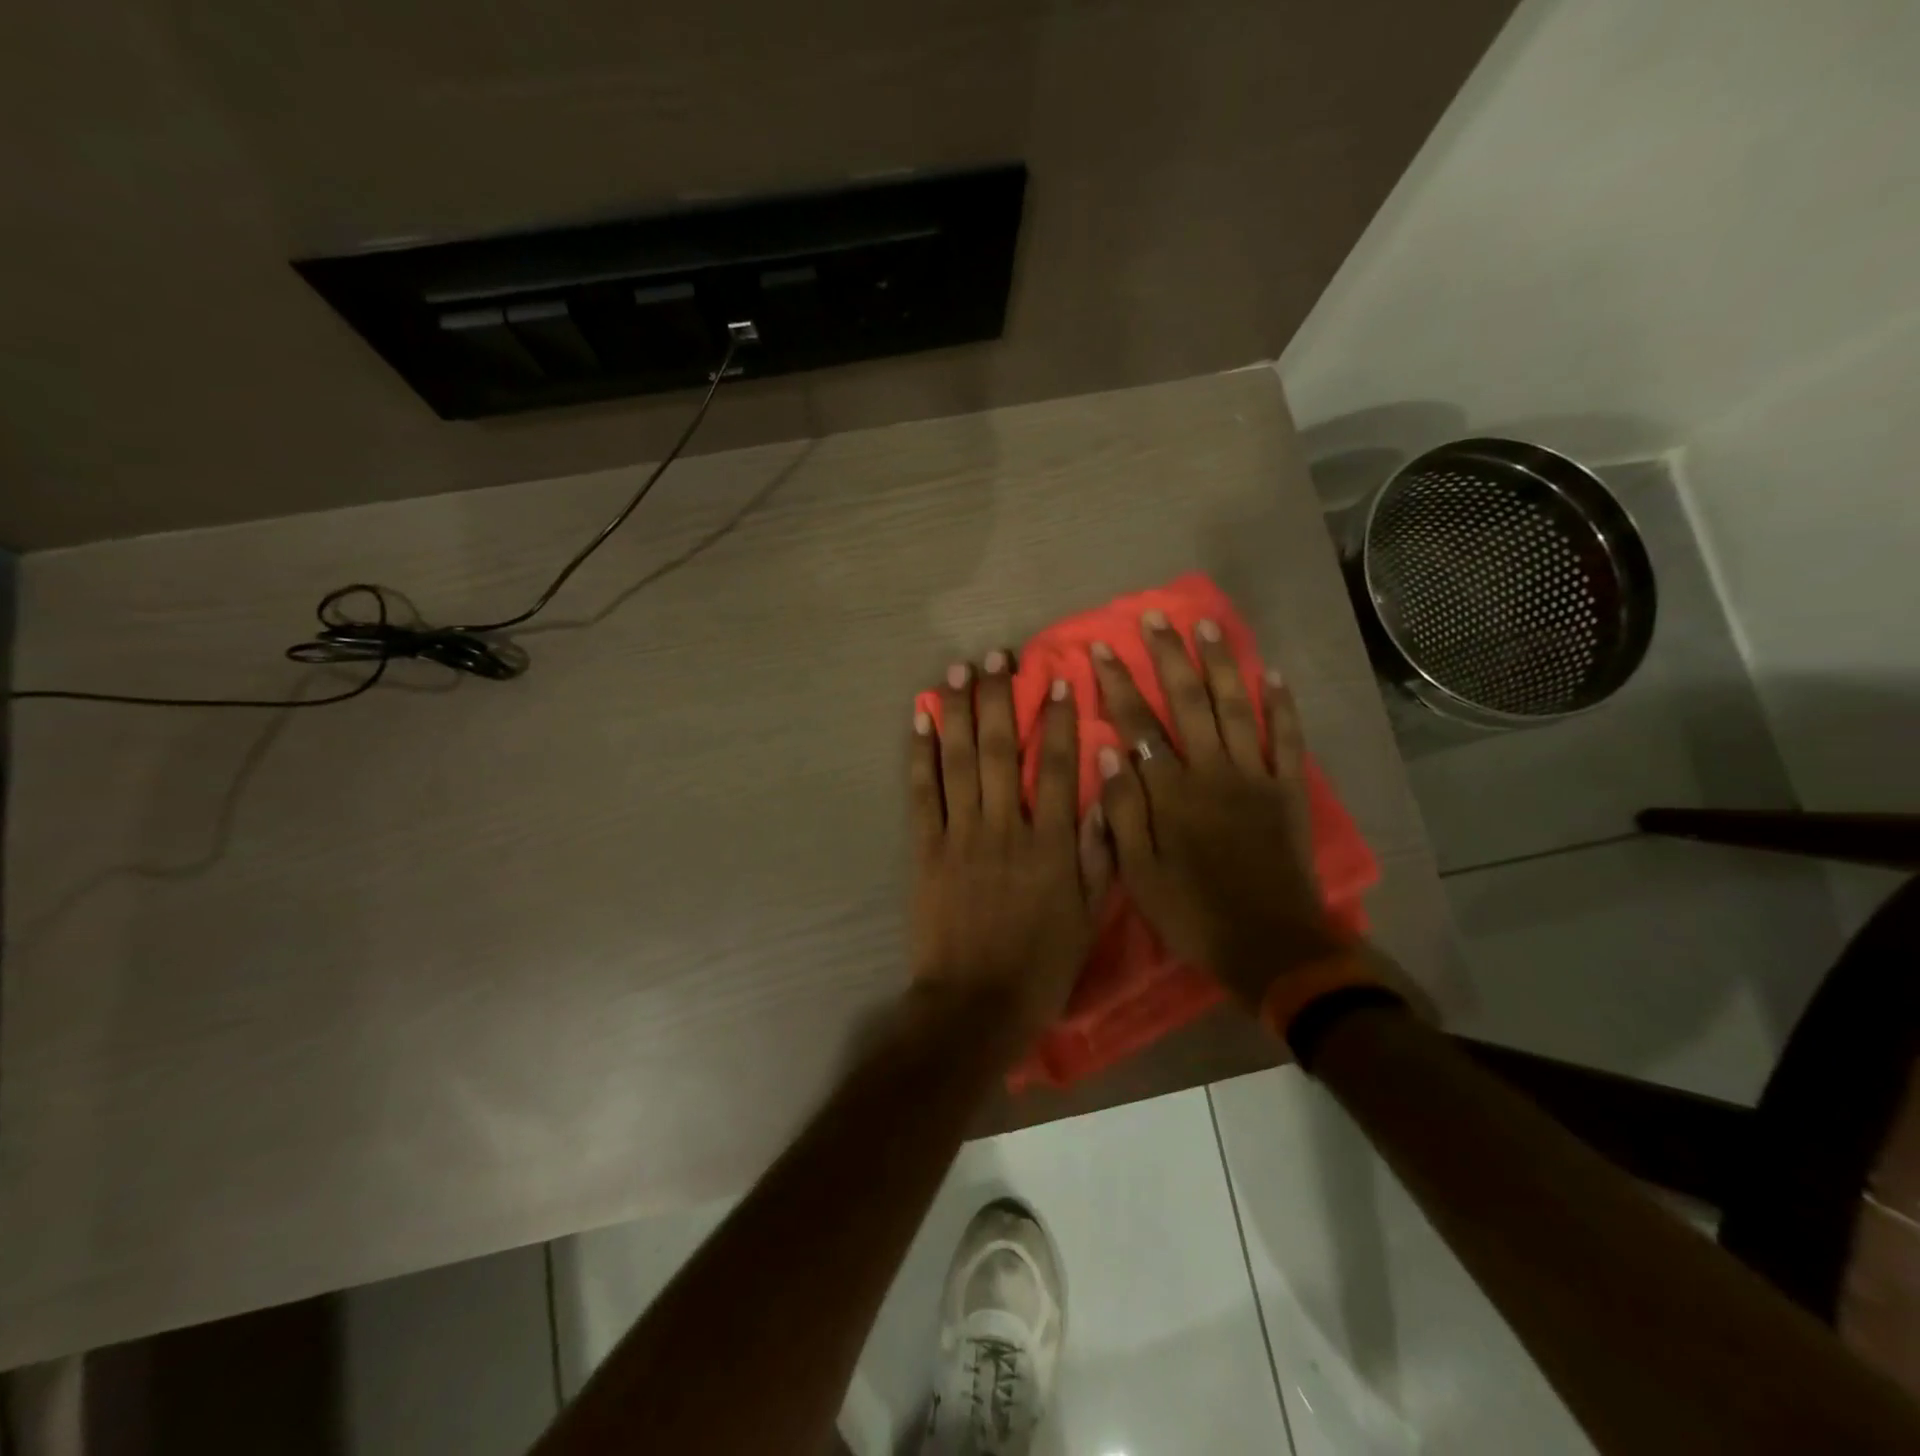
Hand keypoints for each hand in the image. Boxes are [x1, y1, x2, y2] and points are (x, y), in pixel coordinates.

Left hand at [910, 652, 1111, 1039]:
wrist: (974, 1006)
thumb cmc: (1039, 967)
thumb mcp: (1087, 918)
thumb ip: (1098, 854)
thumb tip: (1107, 793)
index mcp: (1050, 845)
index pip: (1059, 768)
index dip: (1058, 720)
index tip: (1056, 680)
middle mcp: (1005, 828)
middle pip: (1001, 750)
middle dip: (1000, 698)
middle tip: (996, 656)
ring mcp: (960, 836)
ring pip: (960, 761)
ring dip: (959, 711)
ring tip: (958, 670)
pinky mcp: (926, 850)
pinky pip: (922, 793)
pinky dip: (920, 754)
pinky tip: (921, 720)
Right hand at [1088, 613, 1342, 1008]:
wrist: (1270, 945)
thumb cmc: (1193, 913)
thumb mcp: (1138, 873)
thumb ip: (1121, 811)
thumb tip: (1107, 751)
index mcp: (1171, 792)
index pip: (1138, 725)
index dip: (1119, 685)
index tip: (1103, 649)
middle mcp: (1212, 771)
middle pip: (1188, 702)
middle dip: (1169, 658)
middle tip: (1155, 619)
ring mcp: (1255, 776)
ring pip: (1236, 707)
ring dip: (1222, 664)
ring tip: (1208, 626)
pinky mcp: (1288, 790)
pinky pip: (1288, 738)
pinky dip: (1283, 705)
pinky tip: (1275, 674)